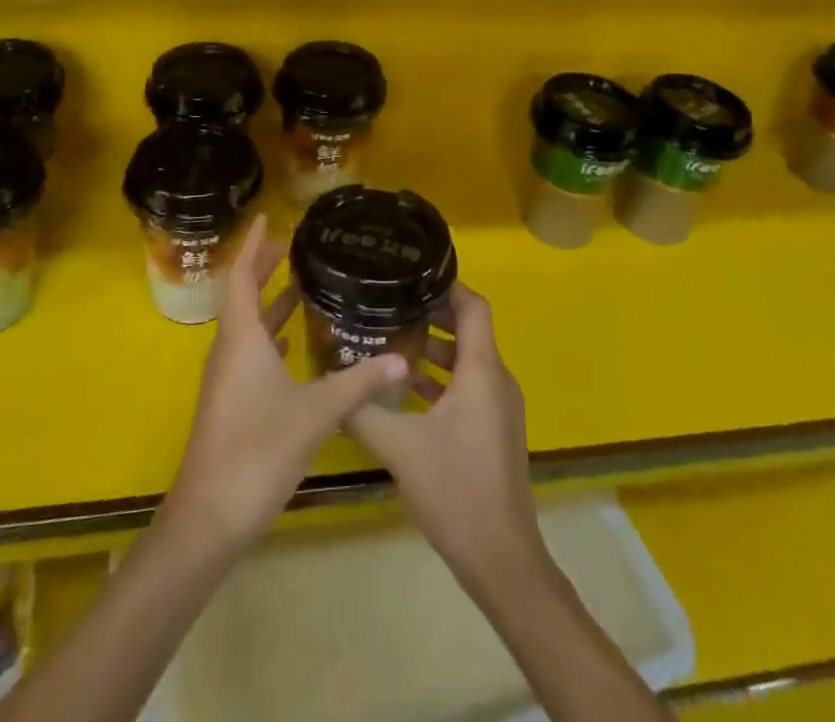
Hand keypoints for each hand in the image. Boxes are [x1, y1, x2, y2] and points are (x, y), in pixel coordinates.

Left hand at [163, 215, 409, 554]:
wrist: (209, 518)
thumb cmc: (257, 451)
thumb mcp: (315, 412)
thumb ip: (358, 382)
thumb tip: (401, 358)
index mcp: (241, 338)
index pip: (240, 276)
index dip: (252, 245)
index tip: (266, 218)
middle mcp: (229, 349)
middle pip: (242, 295)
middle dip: (264, 268)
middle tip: (294, 246)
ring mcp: (227, 378)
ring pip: (248, 325)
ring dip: (269, 301)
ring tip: (301, 283)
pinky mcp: (231, 401)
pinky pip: (251, 351)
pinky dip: (271, 334)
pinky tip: (294, 342)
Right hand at [345, 283, 544, 593]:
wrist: (501, 558)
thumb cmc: (455, 489)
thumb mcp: (399, 447)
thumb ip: (363, 410)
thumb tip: (332, 380)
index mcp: (481, 371)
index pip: (473, 306)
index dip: (447, 286)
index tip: (411, 276)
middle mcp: (496, 380)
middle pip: (468, 329)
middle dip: (431, 315)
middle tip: (390, 306)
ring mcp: (499, 407)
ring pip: (467, 360)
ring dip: (434, 349)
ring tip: (390, 343)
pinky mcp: (495, 430)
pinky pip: (469, 386)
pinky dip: (442, 379)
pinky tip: (405, 391)